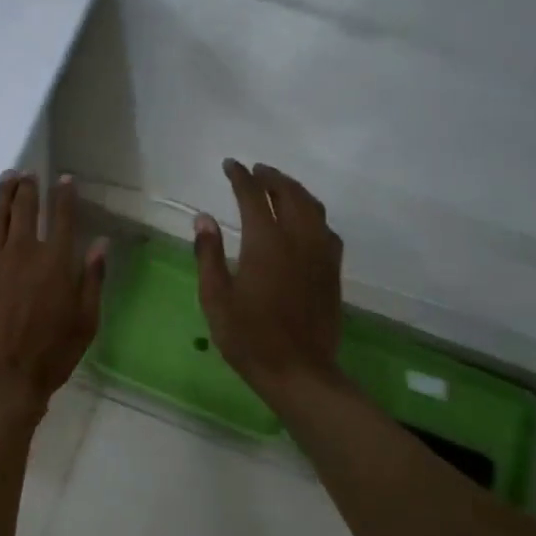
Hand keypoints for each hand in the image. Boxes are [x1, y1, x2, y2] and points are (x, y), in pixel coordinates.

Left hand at [0, 172, 107, 406]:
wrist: (2, 377)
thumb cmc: (52, 354)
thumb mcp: (86, 321)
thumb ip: (92, 279)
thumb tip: (101, 243)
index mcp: (55, 261)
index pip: (62, 217)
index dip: (64, 195)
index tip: (63, 178)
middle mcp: (23, 252)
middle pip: (25, 209)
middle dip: (28, 187)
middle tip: (27, 174)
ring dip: (1, 196)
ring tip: (5, 179)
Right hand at [195, 159, 344, 396]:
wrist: (299, 371)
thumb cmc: (248, 337)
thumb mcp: (216, 298)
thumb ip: (208, 255)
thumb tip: (203, 218)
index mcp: (266, 244)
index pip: (253, 196)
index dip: (241, 177)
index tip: (230, 165)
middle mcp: (298, 240)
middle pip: (289, 194)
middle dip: (271, 177)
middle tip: (255, 170)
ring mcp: (320, 254)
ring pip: (313, 208)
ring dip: (294, 190)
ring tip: (278, 186)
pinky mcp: (332, 271)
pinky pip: (326, 229)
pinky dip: (313, 213)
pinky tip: (305, 221)